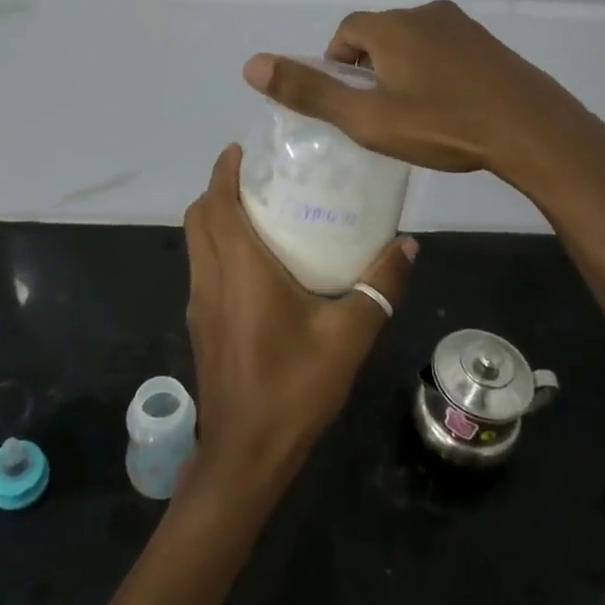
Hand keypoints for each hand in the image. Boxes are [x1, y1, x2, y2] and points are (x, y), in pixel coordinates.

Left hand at [182, 145, 416, 501]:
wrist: (246, 455)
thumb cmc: (294, 388)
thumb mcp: (349, 336)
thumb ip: (380, 286)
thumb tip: (408, 245)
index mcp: (239, 270)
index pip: (217, 203)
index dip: (223, 170)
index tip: (242, 149)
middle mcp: (210, 279)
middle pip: (198, 218)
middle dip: (219, 189)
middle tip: (259, 178)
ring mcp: (199, 304)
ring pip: (196, 244)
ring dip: (216, 219)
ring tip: (262, 213)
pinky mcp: (201, 327)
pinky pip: (203, 270)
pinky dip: (219, 249)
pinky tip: (258, 267)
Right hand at [242, 1, 604, 194]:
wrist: (532, 130)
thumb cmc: (443, 125)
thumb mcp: (367, 118)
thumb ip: (310, 92)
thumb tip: (251, 65)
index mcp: (391, 26)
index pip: (345, 32)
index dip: (336, 65)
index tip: (346, 102)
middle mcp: (425, 14)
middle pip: (378, 35)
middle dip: (368, 69)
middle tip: (377, 114)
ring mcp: (461, 26)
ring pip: (412, 43)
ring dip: (401, 70)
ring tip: (411, 115)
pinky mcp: (487, 44)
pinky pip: (443, 50)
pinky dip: (432, 72)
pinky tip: (446, 108)